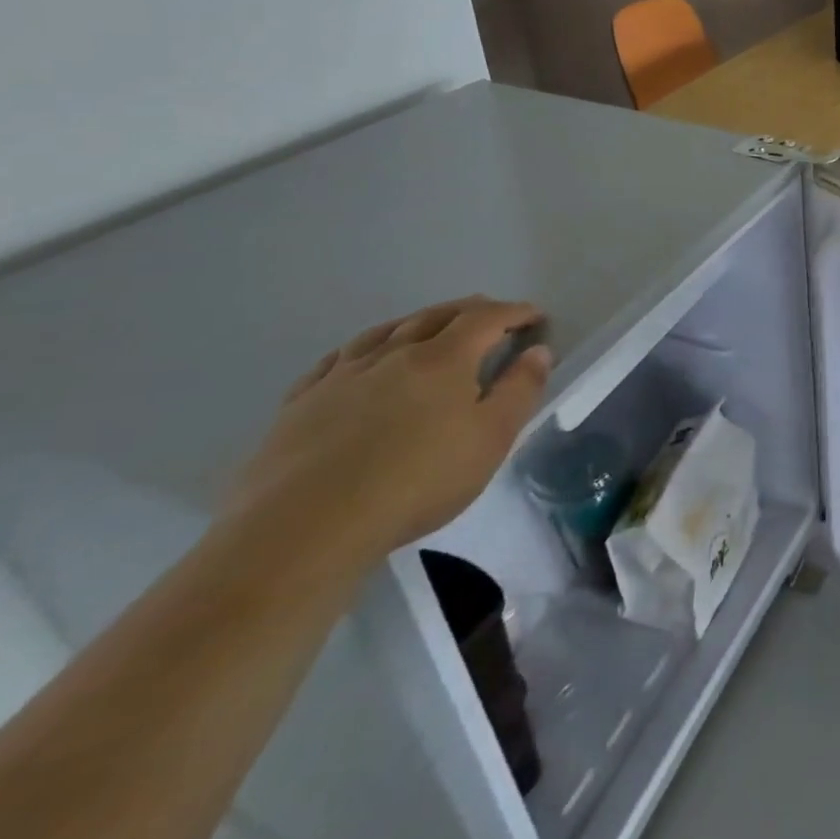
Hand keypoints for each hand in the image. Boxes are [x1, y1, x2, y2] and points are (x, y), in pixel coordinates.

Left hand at [224, 297, 552, 567]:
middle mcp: (394, 353)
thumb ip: (520, 390)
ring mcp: (342, 375)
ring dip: (417, 321)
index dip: (514, 312)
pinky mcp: (301, 402)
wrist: (304, 528)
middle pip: (437, 315)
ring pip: (385, 331)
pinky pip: (337, 359)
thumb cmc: (416, 481)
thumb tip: (539, 350)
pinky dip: (363, 347)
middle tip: (490, 314)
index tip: (535, 316)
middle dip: (470, 310)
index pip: (487, 318)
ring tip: (430, 325)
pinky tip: (360, 357)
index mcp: (444, 358)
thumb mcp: (491, 439)